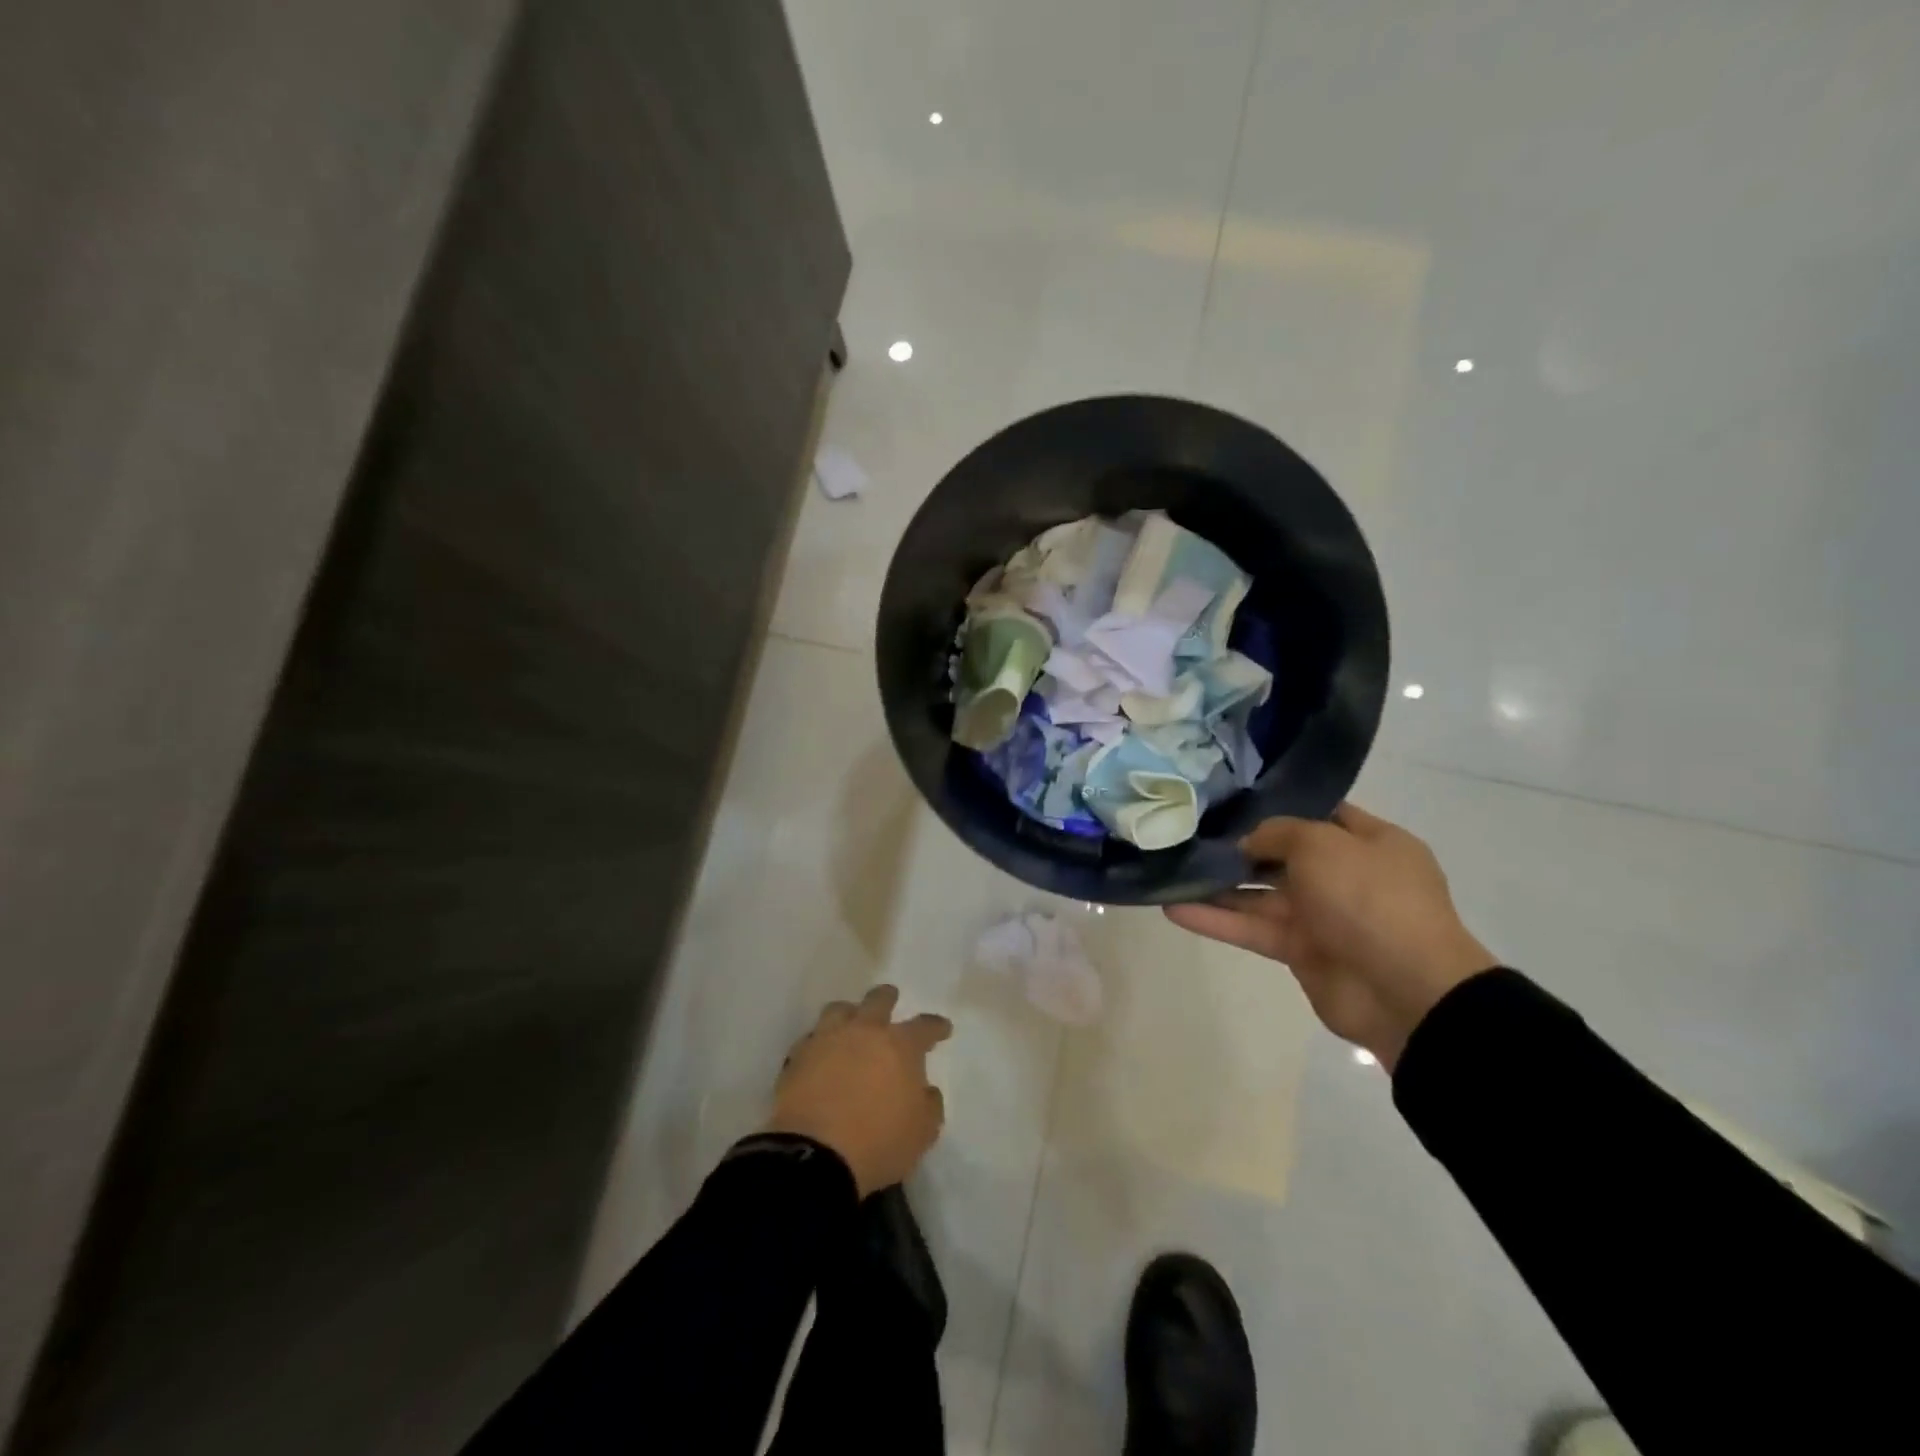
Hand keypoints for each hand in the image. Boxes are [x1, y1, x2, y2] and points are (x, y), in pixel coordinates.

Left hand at [765, 985, 952, 1196]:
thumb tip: (925, 1091)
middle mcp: (864, 1032)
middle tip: (891, 998)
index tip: (942, 1028)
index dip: (935, 1027)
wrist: (814, 1156)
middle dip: (887, 998)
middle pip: (877, 1001)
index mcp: (899, 1045)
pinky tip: (821, 1054)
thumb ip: (929, 1105)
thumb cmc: (878, 1142)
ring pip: (839, 1010)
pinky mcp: (797, 1058)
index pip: (924, 1027)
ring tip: (851, 1021)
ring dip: (849, 1013)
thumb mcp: (922, 1132)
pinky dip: (820, 1042)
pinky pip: (812, 1039)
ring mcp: (827, 1040)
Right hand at [1165, 803, 1495, 1070]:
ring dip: (1218, 886)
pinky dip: (1216, 920)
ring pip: (1260, 894)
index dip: (1279, 806)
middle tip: (1189, 832)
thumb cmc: (1370, 899)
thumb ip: (1277, 833)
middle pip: (1282, 855)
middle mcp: (1346, 876)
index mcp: (1370, 843)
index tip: (1231, 799)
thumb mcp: (1322, 843)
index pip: (1320, 814)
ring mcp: (1323, 916)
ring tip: (1171, 869)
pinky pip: (1252, 928)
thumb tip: (1247, 843)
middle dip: (1239, 847)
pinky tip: (1173, 908)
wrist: (1405, 991)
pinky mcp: (1300, 952)